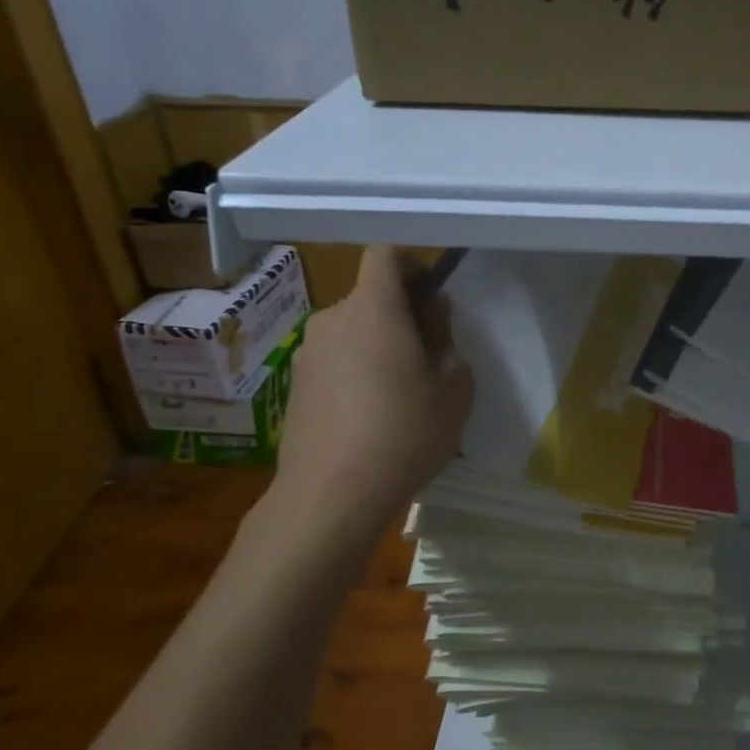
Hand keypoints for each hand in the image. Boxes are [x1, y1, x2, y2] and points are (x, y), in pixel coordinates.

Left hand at [268, 246, 472, 540]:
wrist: (331, 495)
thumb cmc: (405, 433)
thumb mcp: (453, 385)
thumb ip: (446, 336)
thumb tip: (433, 310)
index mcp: (373, 308)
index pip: (385, 254)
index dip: (411, 264)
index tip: (432, 296)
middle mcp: (332, 318)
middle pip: (370, 296)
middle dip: (401, 313)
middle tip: (429, 356)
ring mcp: (307, 352)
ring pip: (353, 330)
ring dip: (379, 345)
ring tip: (401, 394)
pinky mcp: (295, 385)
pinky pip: (336, 359)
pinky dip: (357, 371)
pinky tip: (371, 416)